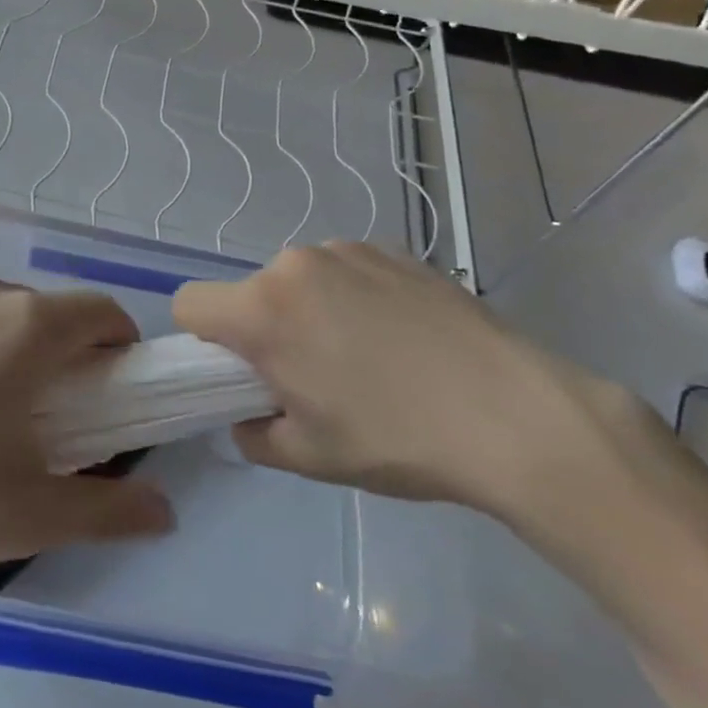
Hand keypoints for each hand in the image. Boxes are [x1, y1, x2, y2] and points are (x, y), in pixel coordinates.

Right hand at [173, 242, 590, 515]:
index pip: (190, 304)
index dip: (202, 342)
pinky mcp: (395, 251)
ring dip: (311, 311)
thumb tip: (251, 414)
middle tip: (314, 377)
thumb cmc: (397, 439)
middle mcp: (297, 264)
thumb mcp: (308, 457)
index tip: (241, 373)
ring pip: (300, 281)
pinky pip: (346, 272)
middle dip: (265, 330)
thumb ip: (253, 434)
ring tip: (368, 358)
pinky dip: (354, 298)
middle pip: (251, 293)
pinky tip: (402, 339)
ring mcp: (349, 250)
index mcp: (264, 309)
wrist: (517, 415)